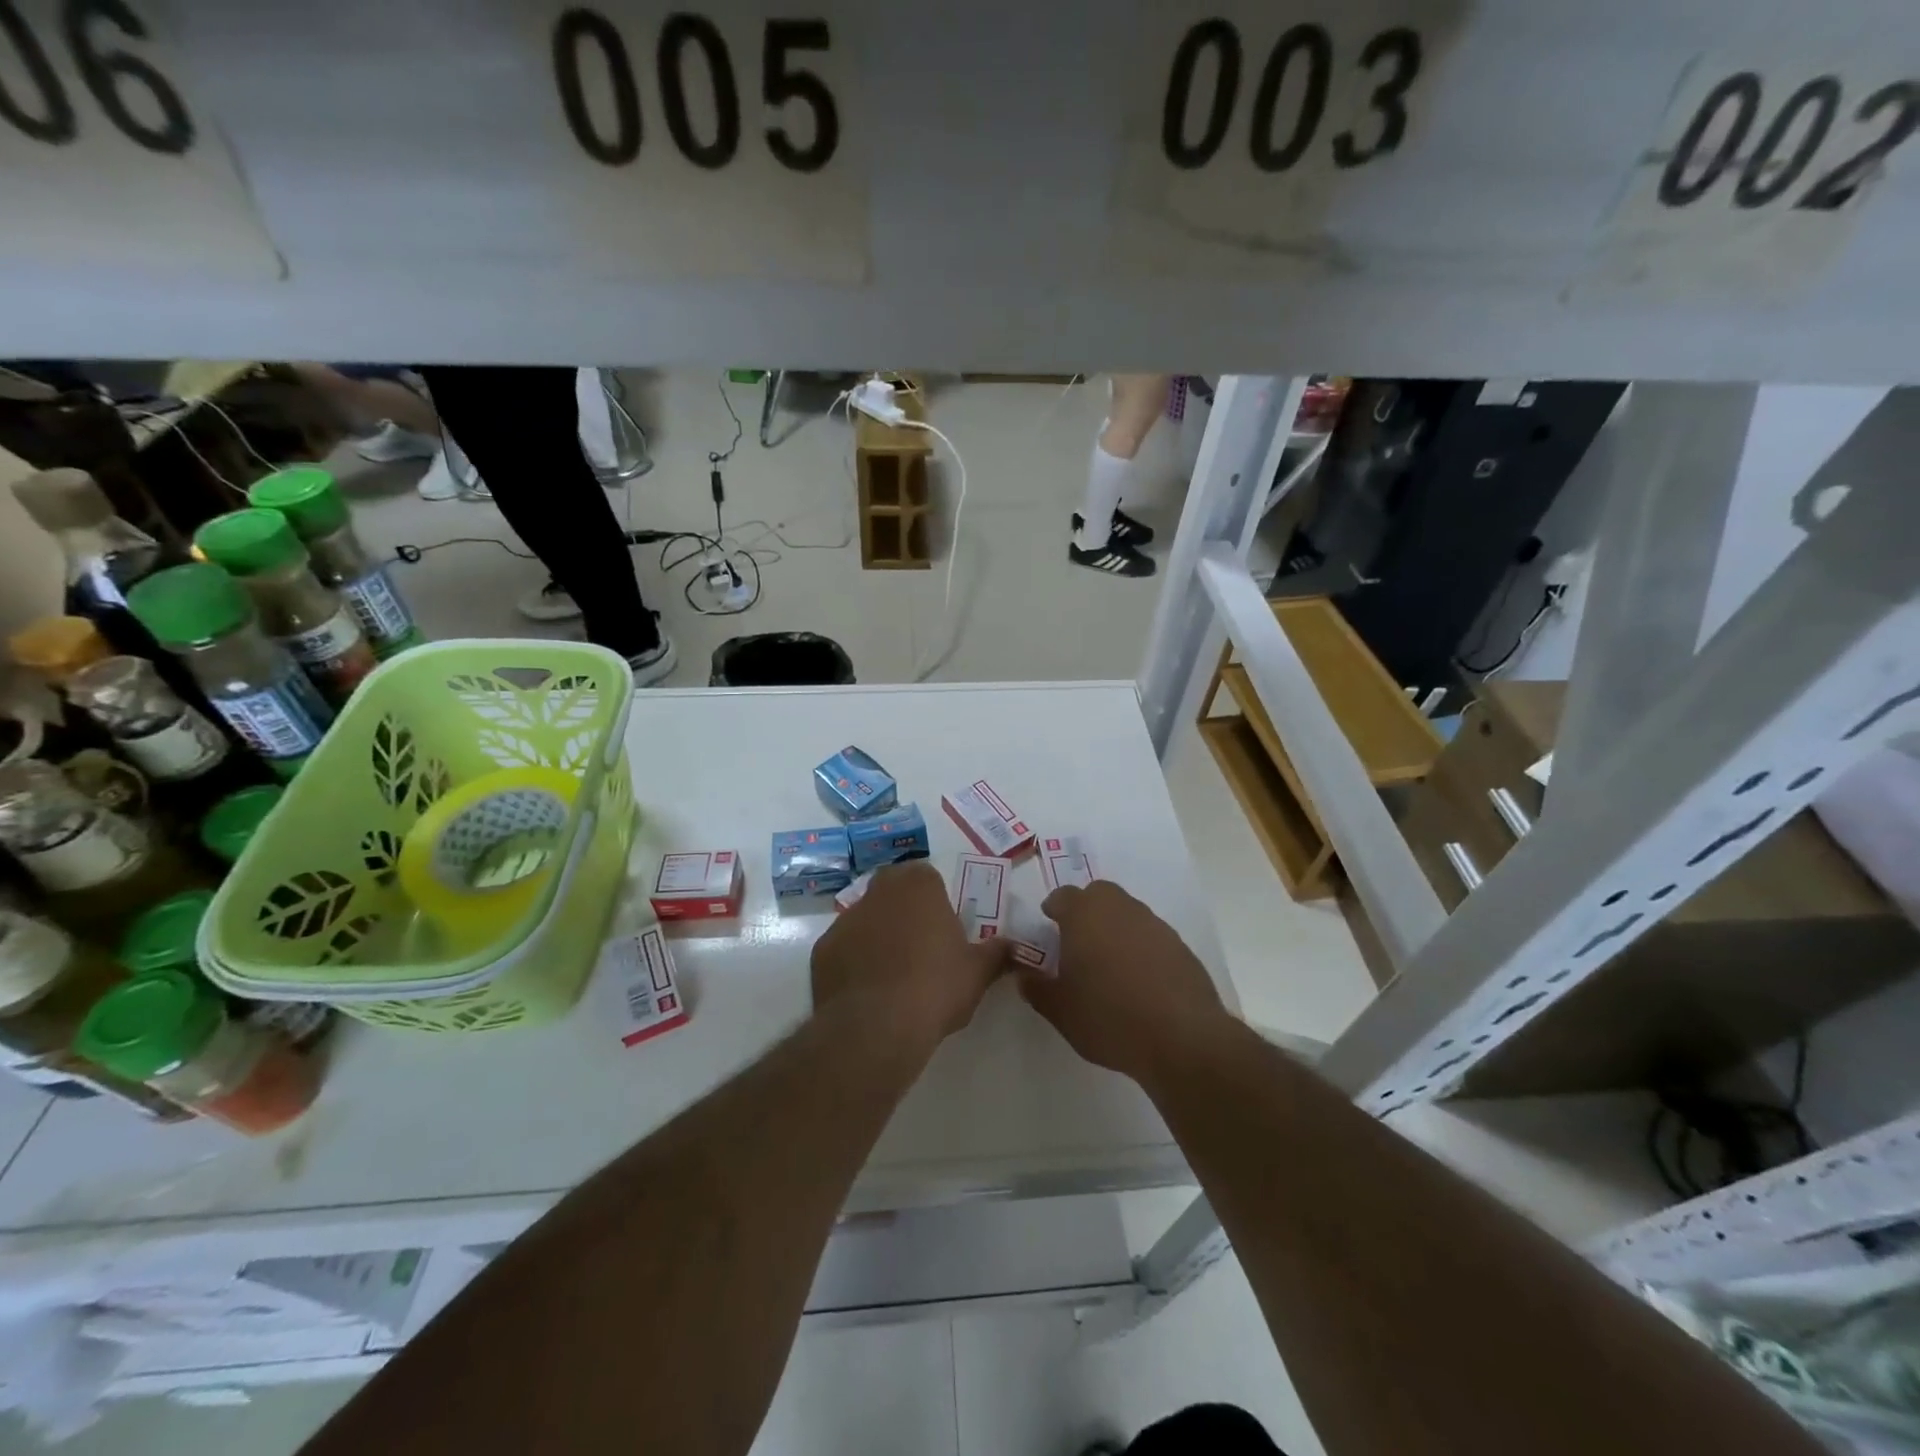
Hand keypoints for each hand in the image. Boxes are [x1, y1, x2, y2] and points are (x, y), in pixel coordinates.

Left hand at [811, 862, 1009, 1050]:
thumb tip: (1015, 948)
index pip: (926, 876)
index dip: (935, 899)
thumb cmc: (936, 987)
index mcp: (918, 886)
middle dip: (904, 910)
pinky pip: (843, 948)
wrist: (877, 1026)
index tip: (943, 927)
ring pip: (865, 918)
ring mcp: (845, 920)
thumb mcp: (978, 972)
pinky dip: (854, 961)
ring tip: (894, 973)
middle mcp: (878, 892)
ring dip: (878, 934)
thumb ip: (998, 953)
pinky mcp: (822, 950)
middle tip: (921, 945)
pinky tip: (868, 991)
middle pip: (892, 890)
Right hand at [1021, 881, 1231, 1086]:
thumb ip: (1037, 989)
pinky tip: (1139, 978)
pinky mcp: (1180, 946)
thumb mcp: (1060, 1011)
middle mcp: (1120, 909)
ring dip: (1115, 926)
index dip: (1054, 909)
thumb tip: (1024, 976)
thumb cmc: (1109, 1018)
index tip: (1049, 925)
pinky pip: (1151, 935)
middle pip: (1099, 894)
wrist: (1182, 1038)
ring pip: (1127, 911)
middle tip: (1078, 939)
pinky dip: (1141, 946)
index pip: (1063, 896)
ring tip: (1109, 962)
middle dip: (1086, 908)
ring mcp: (1154, 924)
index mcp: (1084, 915)